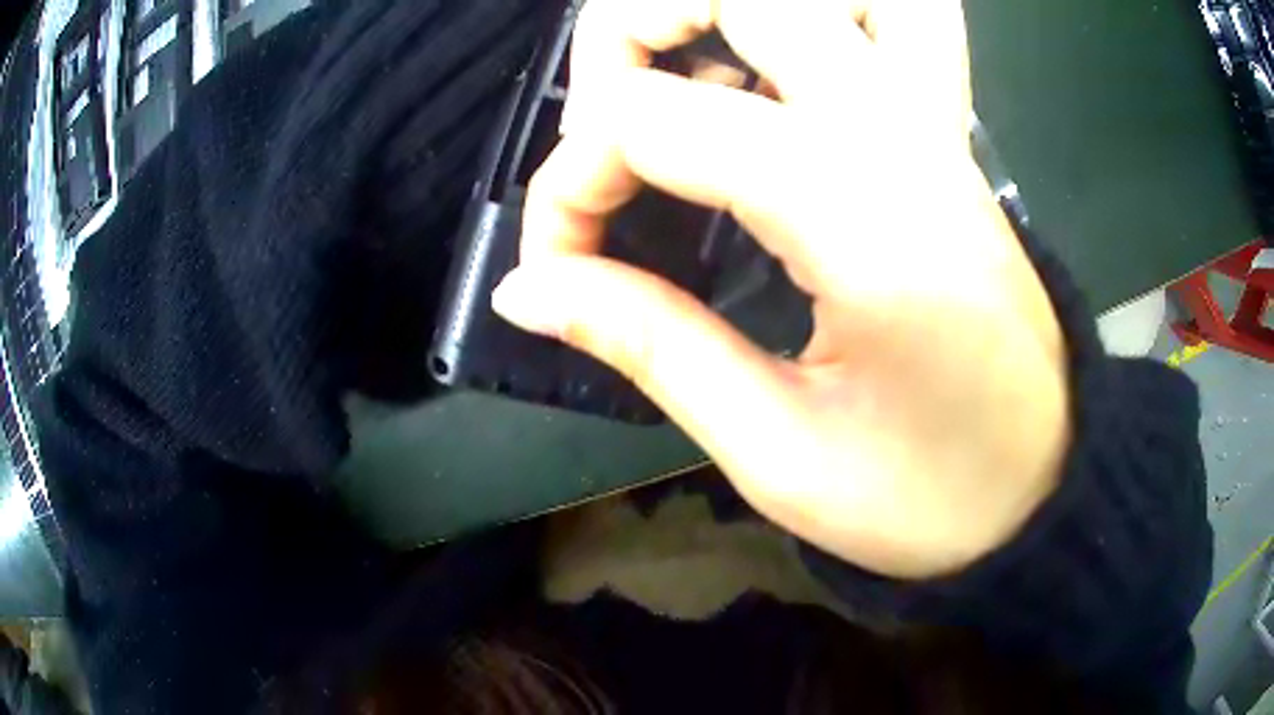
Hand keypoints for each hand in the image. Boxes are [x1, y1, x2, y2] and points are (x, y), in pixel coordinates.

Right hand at [492, 0, 1069, 579]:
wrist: (1046, 485)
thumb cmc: (929, 498)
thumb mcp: (777, 454)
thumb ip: (646, 343)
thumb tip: (524, 289)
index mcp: (863, 216)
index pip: (654, 118)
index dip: (569, 182)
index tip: (555, 267)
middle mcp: (902, 135)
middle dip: (630, 38)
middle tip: (601, 139)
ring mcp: (931, 126)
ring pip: (810, 1)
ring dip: (711, 24)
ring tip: (663, 109)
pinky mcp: (941, 139)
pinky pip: (852, 39)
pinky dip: (772, 44)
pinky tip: (743, 113)